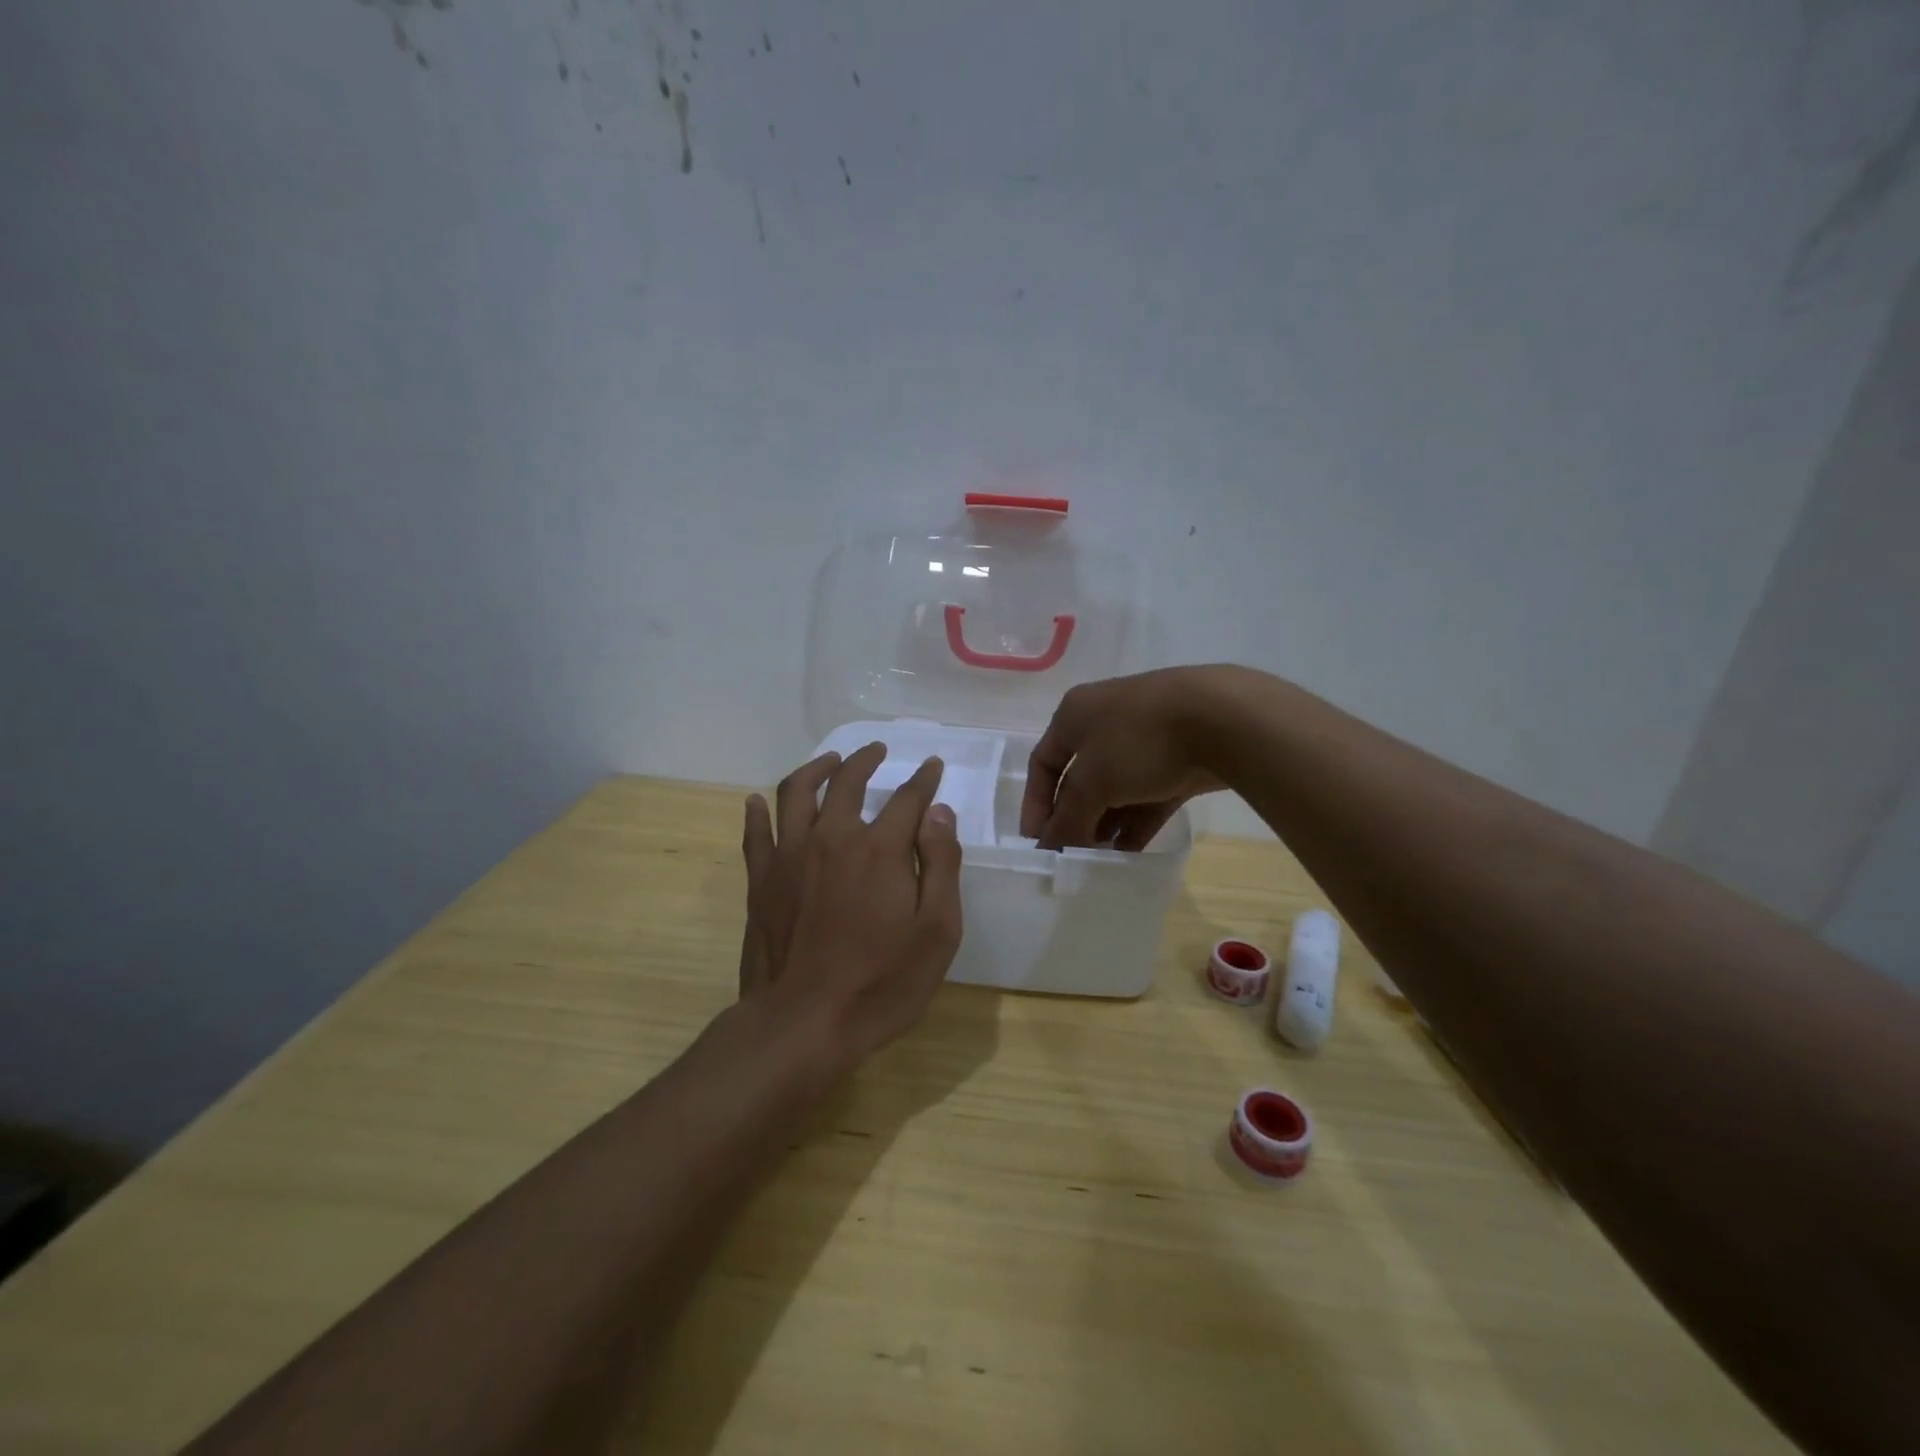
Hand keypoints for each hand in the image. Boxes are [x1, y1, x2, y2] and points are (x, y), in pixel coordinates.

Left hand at [738, 743, 963, 1072]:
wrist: (803, 1023)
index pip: (907, 798)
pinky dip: (758, 811)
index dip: (923, 779)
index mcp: (879, 849)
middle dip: (865, 760)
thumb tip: (938, 812)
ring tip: (829, 761)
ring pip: (797, 792)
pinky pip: (756, 833)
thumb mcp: (937, 930)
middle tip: (876, 750)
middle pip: (847, 781)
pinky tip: (759, 801)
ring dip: (815, 768)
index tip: (932, 766)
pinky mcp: (761, 880)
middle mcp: (832, 838)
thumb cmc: (881, 982)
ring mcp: (789, 856)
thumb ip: (941, 864)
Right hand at [1021, 668, 1232, 849]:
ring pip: (1116, 789)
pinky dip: (1136, 822)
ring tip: (1100, 860)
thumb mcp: (1092, 782)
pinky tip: (1130, 853)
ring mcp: (1145, 739)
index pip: (1043, 763)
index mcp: (1075, 715)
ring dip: (1105, 824)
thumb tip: (1048, 847)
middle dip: (1073, 818)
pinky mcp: (1178, 758)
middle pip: (1079, 779)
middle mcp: (1105, 722)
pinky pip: (1148, 795)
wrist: (1222, 718)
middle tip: (1072, 856)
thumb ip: (1067, 818)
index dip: (1035, 804)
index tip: (1037, 843)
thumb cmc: (1139, 741)